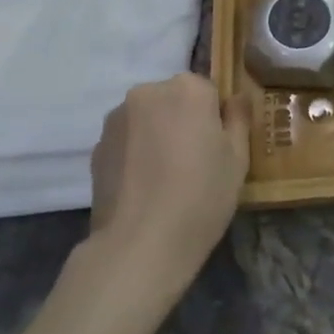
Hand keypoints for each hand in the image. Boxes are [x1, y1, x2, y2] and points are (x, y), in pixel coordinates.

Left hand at [89, 74, 249, 288]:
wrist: (140, 245)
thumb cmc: (202, 195)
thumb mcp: (238, 158)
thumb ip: (238, 118)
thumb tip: (236, 97)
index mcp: (188, 89)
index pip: (209, 91)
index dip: (215, 119)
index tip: (217, 148)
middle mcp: (148, 92)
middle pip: (174, 99)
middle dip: (183, 121)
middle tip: (193, 163)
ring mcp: (117, 119)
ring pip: (148, 118)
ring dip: (157, 135)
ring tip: (165, 178)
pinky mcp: (95, 147)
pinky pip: (126, 141)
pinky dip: (135, 154)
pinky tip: (143, 187)